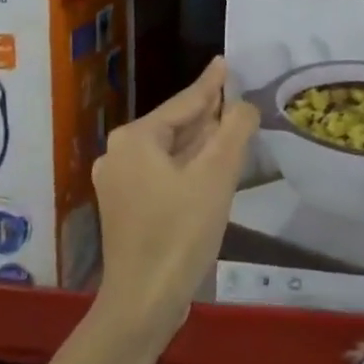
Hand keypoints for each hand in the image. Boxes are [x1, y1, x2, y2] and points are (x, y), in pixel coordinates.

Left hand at [91, 57, 258, 346]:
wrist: (144, 301)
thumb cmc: (181, 231)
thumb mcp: (217, 175)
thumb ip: (235, 130)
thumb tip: (244, 105)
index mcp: (135, 139)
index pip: (183, 103)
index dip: (211, 84)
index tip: (225, 62)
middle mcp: (119, 154)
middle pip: (173, 124)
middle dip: (206, 112)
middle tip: (234, 93)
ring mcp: (118, 183)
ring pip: (169, 150)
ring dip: (200, 140)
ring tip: (228, 122)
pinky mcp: (126, 208)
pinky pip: (162, 172)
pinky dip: (188, 164)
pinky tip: (210, 164)